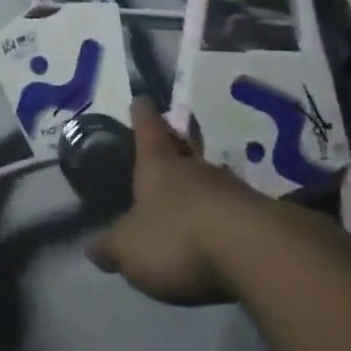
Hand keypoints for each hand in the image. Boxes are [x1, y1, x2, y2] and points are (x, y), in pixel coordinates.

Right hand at [85, 97, 267, 305]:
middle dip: (175, 143)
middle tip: (169, 139)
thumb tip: (92, 246)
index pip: (147, 128)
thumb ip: (111, 246)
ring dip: (201, 182)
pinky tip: (220, 227)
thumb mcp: (129, 248)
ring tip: (192, 192)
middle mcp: (194, 168)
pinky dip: (223, 213)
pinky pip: (233, 208)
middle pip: (183, 147)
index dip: (142, 114)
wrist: (253, 251)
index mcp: (159, 164)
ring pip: (210, 177)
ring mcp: (230, 189)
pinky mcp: (258, 217)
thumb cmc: (177, 237)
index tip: (141, 99)